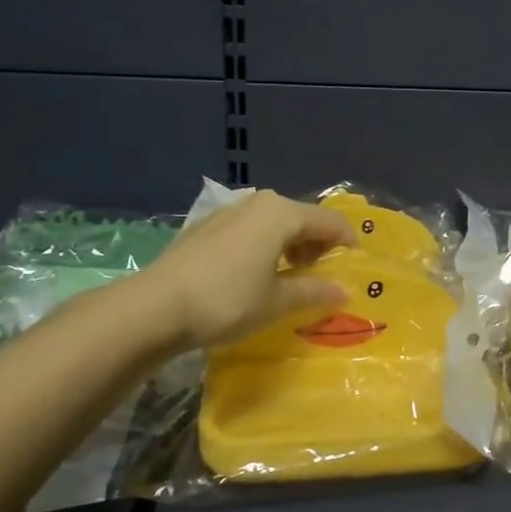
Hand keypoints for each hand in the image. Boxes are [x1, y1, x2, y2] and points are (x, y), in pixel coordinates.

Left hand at [138, 190, 355, 351]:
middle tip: (322, 275)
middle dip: (317, 244)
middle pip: (301, 218)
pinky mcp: (206, 228)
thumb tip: (343, 291)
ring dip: (290, 246)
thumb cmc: (227, 301)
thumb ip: (314, 292)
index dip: (347, 242)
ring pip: (274, 223)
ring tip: (291, 276)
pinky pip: (250, 231)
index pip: (329, 222)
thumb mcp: (277, 302)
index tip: (355, 265)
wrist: (155, 308)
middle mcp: (257, 204)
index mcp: (281, 213)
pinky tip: (256, 275)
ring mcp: (228, 213)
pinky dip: (264, 247)